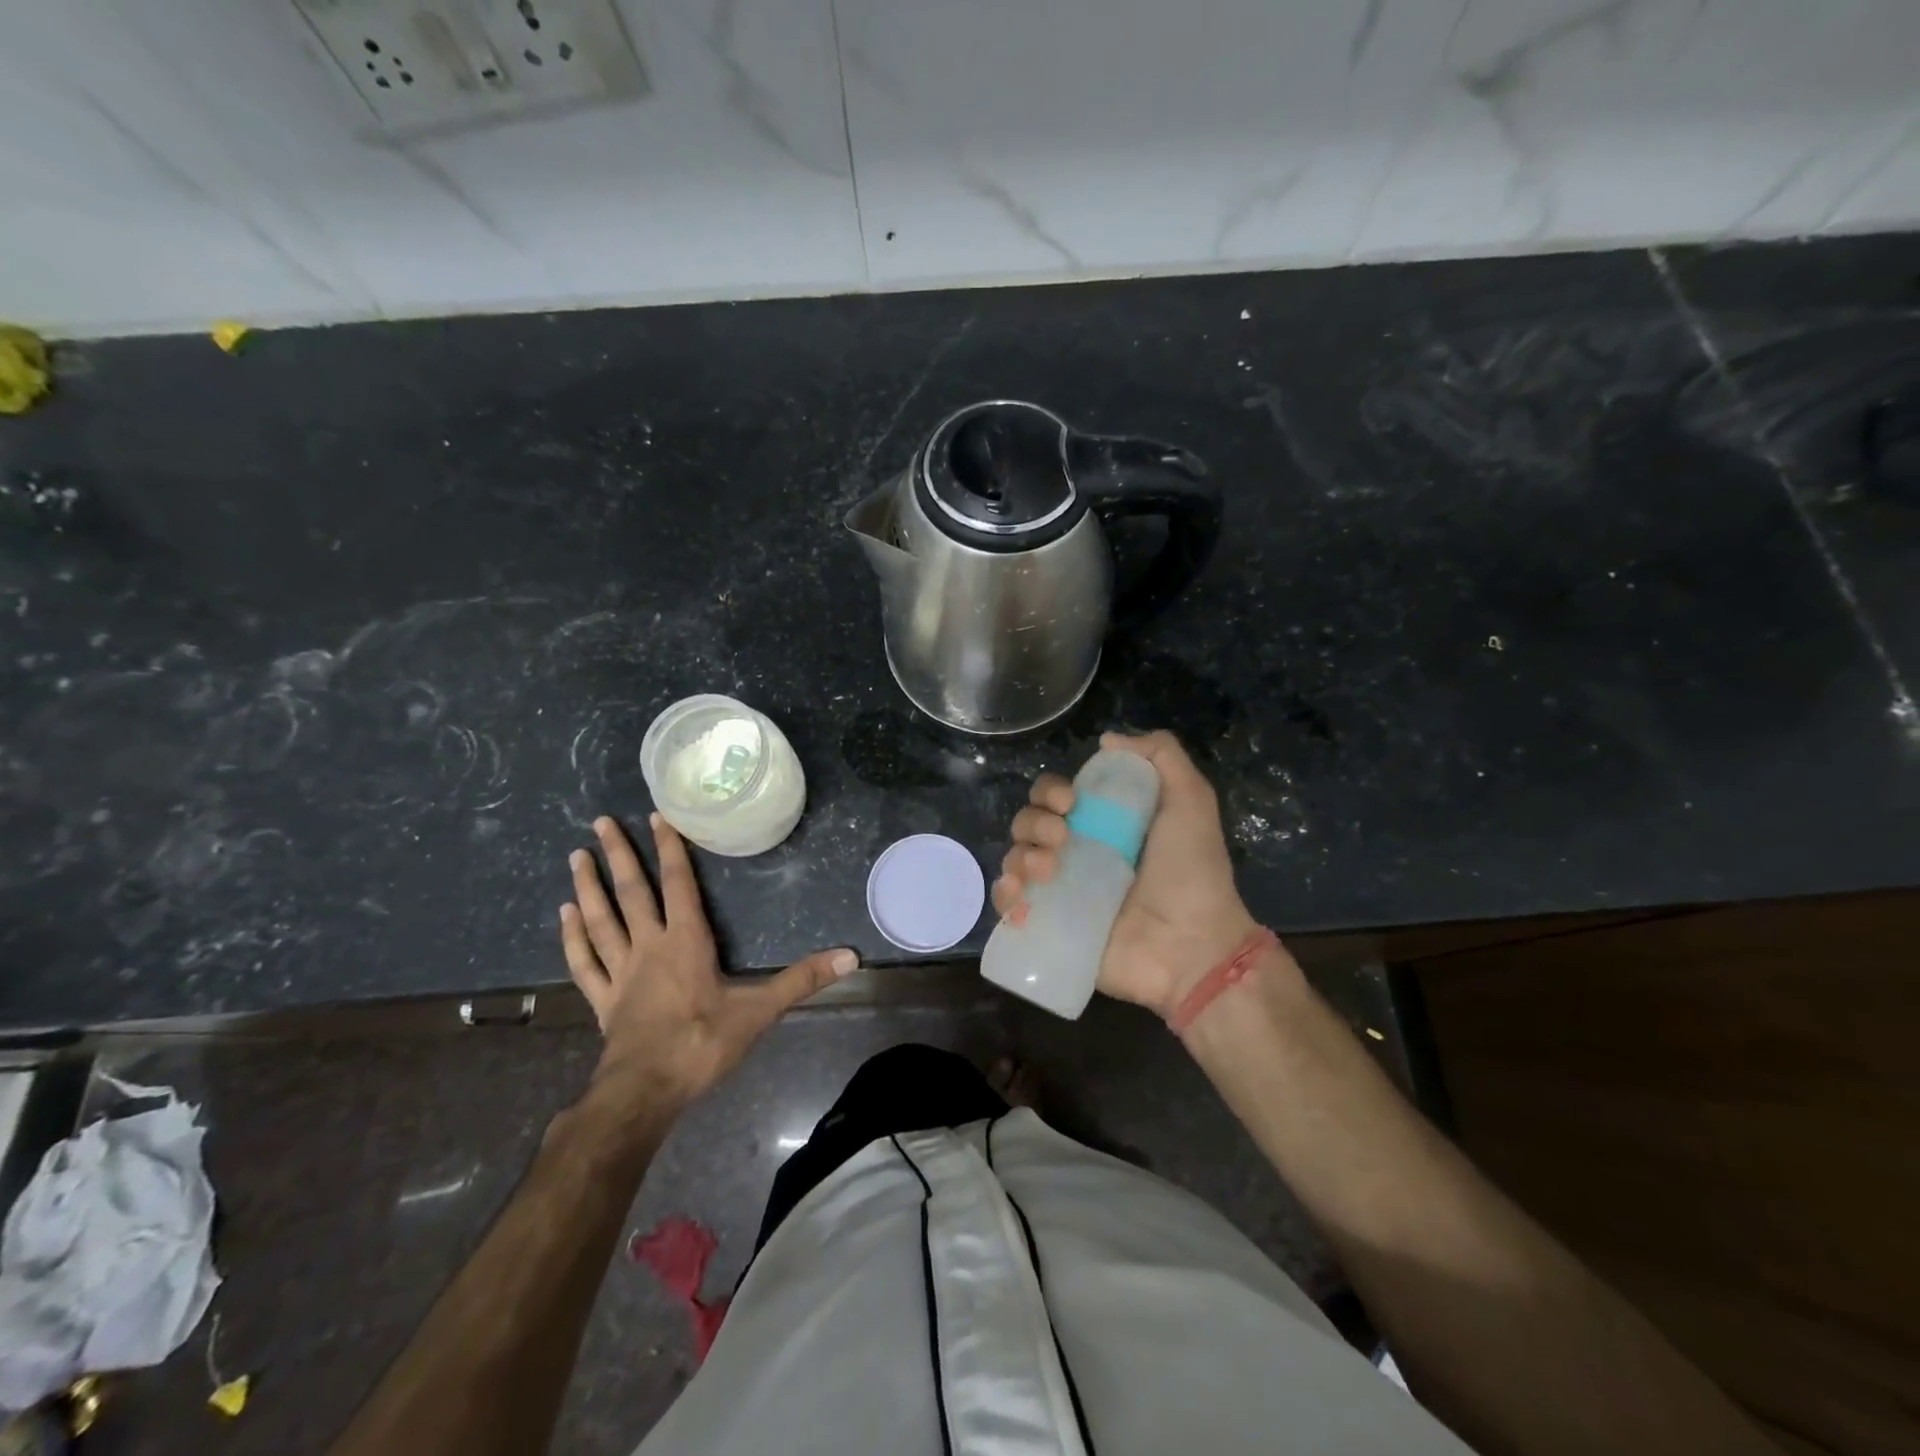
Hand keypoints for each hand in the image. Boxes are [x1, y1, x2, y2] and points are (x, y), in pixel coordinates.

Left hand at [561, 814, 855, 1105]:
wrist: (646, 1092)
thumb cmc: (702, 1044)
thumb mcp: (760, 1011)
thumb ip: (803, 980)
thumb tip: (851, 957)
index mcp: (685, 941)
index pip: (677, 884)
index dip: (669, 849)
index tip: (656, 817)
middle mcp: (648, 947)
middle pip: (631, 892)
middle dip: (618, 855)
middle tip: (600, 821)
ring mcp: (620, 973)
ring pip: (600, 920)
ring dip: (588, 887)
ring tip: (576, 856)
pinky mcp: (602, 1000)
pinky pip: (584, 961)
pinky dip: (573, 937)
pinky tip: (564, 916)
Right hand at [993, 730, 1270, 1017]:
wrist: (1192, 944)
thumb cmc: (1191, 871)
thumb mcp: (1190, 799)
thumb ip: (1161, 756)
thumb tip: (1108, 739)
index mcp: (1101, 824)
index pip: (1054, 796)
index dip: (1052, 791)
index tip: (1071, 802)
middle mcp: (1075, 853)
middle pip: (1027, 823)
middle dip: (1034, 822)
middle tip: (1063, 838)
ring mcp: (1061, 892)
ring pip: (1014, 859)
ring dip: (1021, 856)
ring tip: (1049, 871)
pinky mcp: (1050, 927)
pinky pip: (1009, 905)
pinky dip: (1004, 895)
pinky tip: (1019, 894)